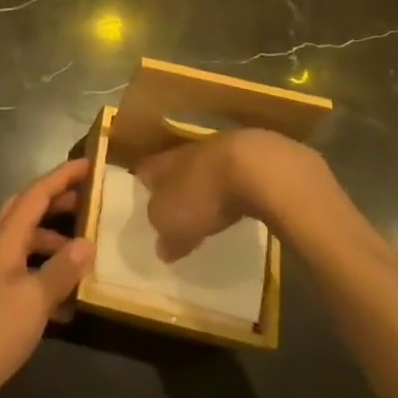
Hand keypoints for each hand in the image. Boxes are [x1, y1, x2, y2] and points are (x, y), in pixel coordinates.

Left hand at [0, 158, 94, 397]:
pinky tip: (71, 300)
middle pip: (30, 210)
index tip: (90, 163)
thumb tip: (88, 242)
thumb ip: (62, 269)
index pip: (37, 194)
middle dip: (59, 202)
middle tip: (91, 202)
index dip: (63, 176)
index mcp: (7, 238)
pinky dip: (50, 275)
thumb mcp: (34, 300)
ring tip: (88, 254)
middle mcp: (1, 247)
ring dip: (57, 241)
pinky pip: (29, 273)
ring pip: (30, 242)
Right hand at [133, 129, 333, 261]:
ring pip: (203, 169)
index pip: (144, 171)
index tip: (143, 202)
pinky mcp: (249, 158)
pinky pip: (232, 174)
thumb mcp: (173, 223)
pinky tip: (237, 204)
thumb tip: (161, 246)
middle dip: (173, 186)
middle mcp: (185, 152)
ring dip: (203, 186)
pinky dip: (231, 188)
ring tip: (206, 209)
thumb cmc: (202, 195)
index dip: (142, 186)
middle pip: (174, 168)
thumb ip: (164, 235)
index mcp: (162, 164)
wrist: (255, 168)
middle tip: (175, 208)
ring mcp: (219, 150)